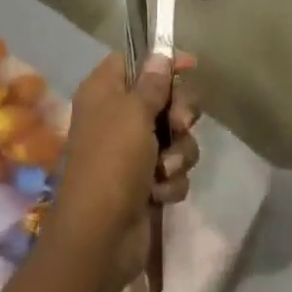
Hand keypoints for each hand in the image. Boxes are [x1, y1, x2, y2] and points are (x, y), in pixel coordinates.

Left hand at [52, 52, 199, 288]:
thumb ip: (152, 83)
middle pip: (162, 97)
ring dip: (178, 152)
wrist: (100, 237)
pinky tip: (159, 193)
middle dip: (179, 113)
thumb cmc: (113, 161)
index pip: (135, 61)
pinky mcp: (145, 182)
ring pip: (173, 135)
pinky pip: (172, 168)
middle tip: (180, 124)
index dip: (162, 61)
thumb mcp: (133, 113)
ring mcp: (131, 151)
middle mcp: (116, 116)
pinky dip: (170, 180)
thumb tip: (160, 55)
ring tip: (165, 168)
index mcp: (104, 91)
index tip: (190, 66)